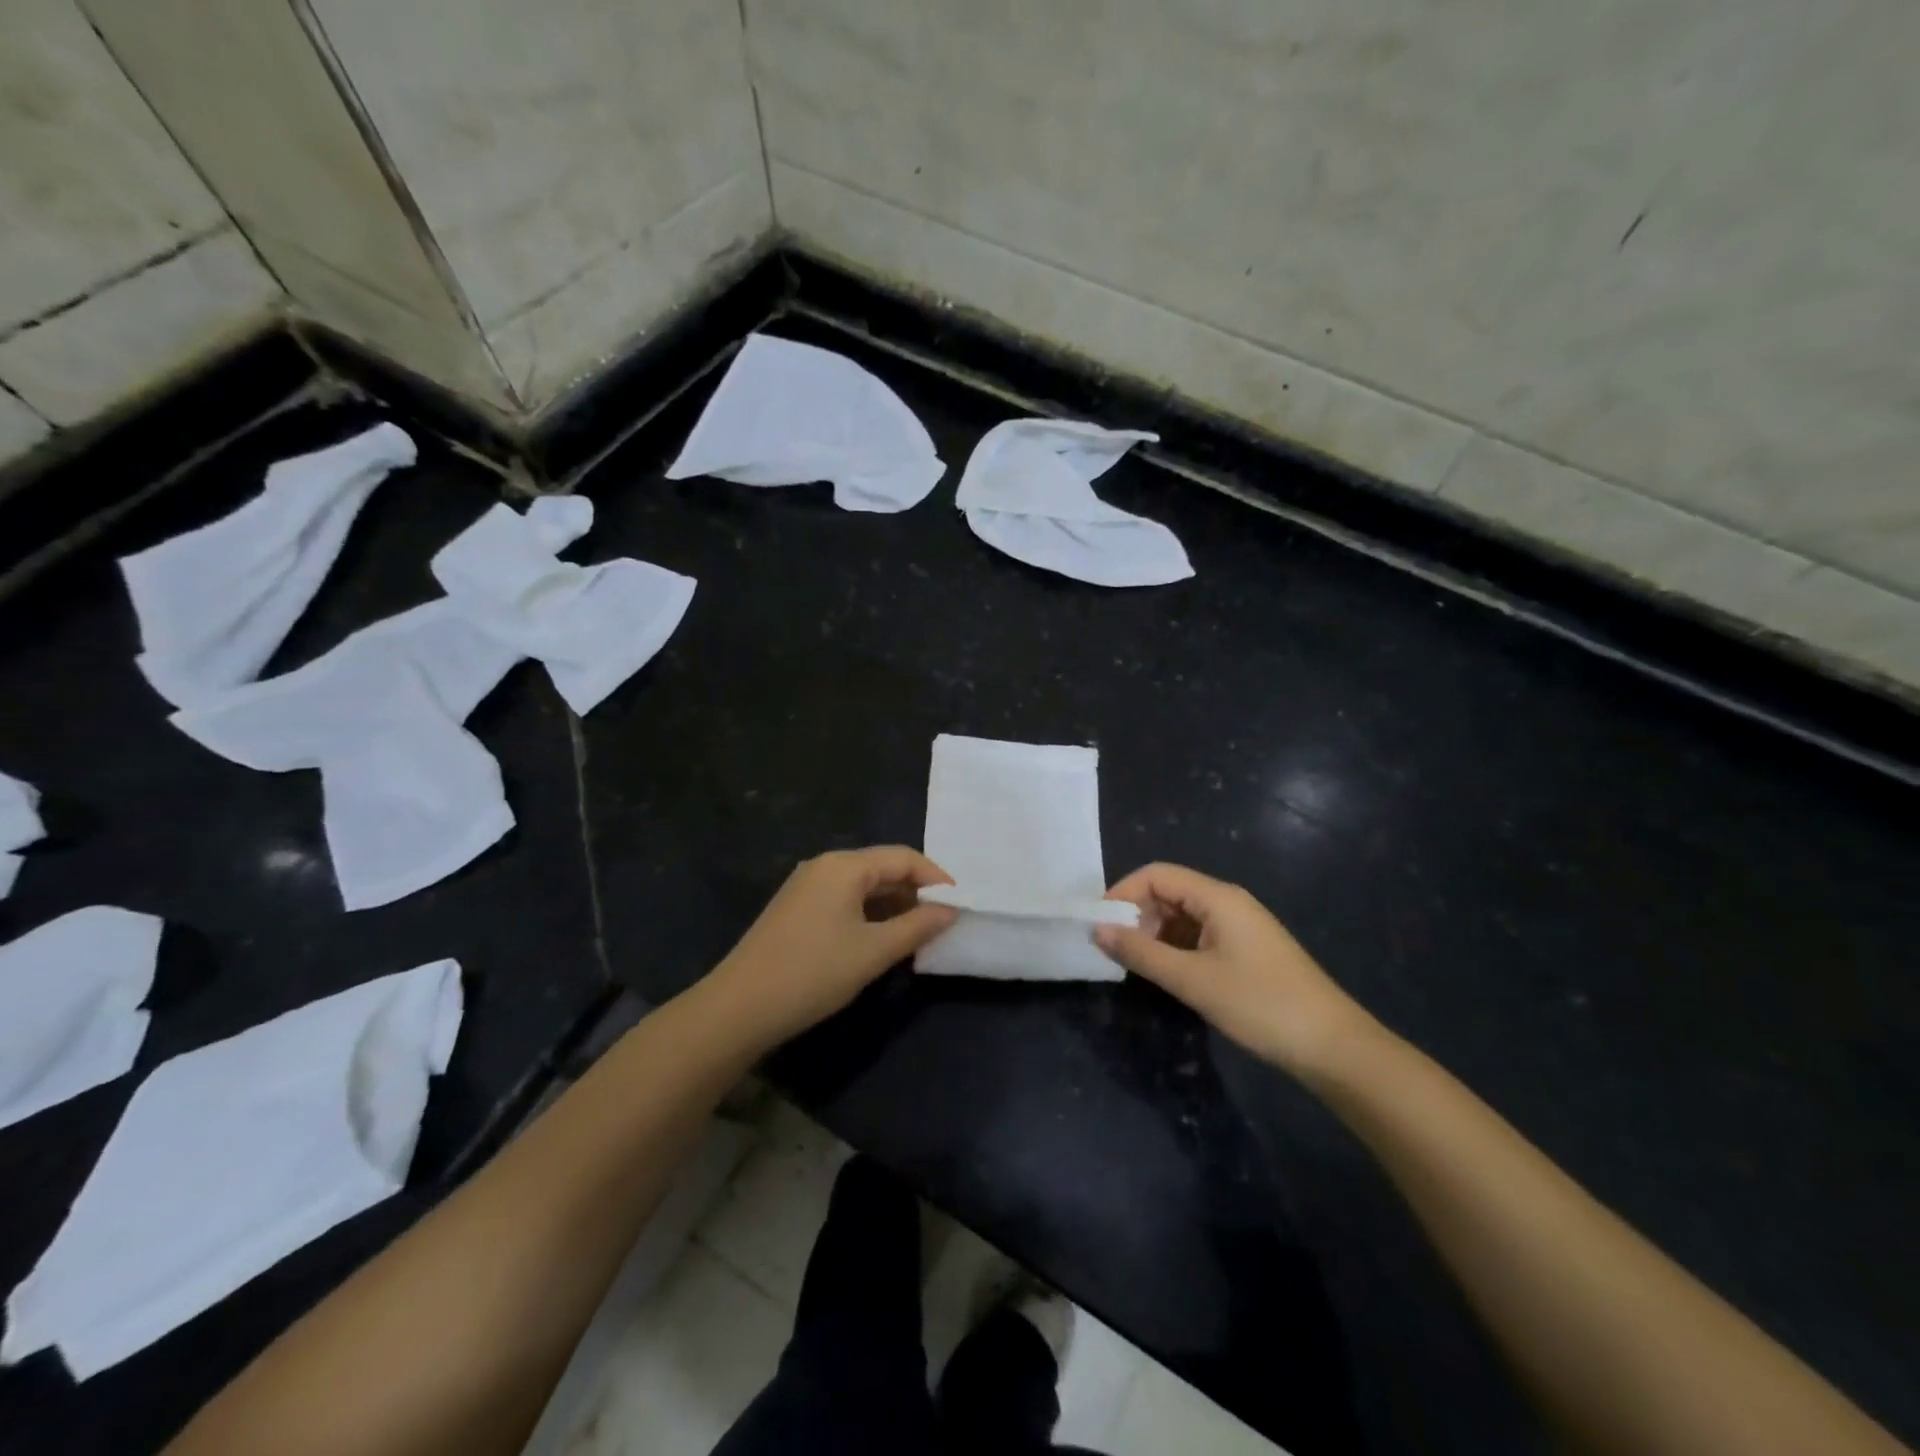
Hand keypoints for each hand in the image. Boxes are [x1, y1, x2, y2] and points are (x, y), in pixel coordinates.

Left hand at [707, 846, 957, 1046]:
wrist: (738, 1008)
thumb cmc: (812, 973)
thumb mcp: (873, 952)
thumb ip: (917, 926)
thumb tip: (950, 910)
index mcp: (844, 866)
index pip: (903, 857)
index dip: (936, 878)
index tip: (959, 906)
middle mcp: (824, 866)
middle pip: (882, 868)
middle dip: (915, 893)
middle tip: (941, 923)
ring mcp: (806, 887)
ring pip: (863, 887)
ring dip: (892, 906)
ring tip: (915, 936)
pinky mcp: (795, 910)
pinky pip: (843, 901)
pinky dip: (868, 916)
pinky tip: (879, 942)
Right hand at [1097, 862, 1375, 1078]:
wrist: (1333, 1046)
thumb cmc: (1260, 1004)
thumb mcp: (1192, 980)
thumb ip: (1141, 953)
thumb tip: (1098, 930)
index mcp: (1218, 897)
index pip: (1157, 875)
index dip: (1123, 892)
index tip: (1099, 924)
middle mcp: (1228, 902)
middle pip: (1169, 892)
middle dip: (1137, 915)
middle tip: (1114, 949)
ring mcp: (1240, 926)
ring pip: (1183, 916)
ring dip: (1155, 934)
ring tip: (1136, 965)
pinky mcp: (1247, 950)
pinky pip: (1200, 936)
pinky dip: (1176, 948)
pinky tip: (1167, 973)